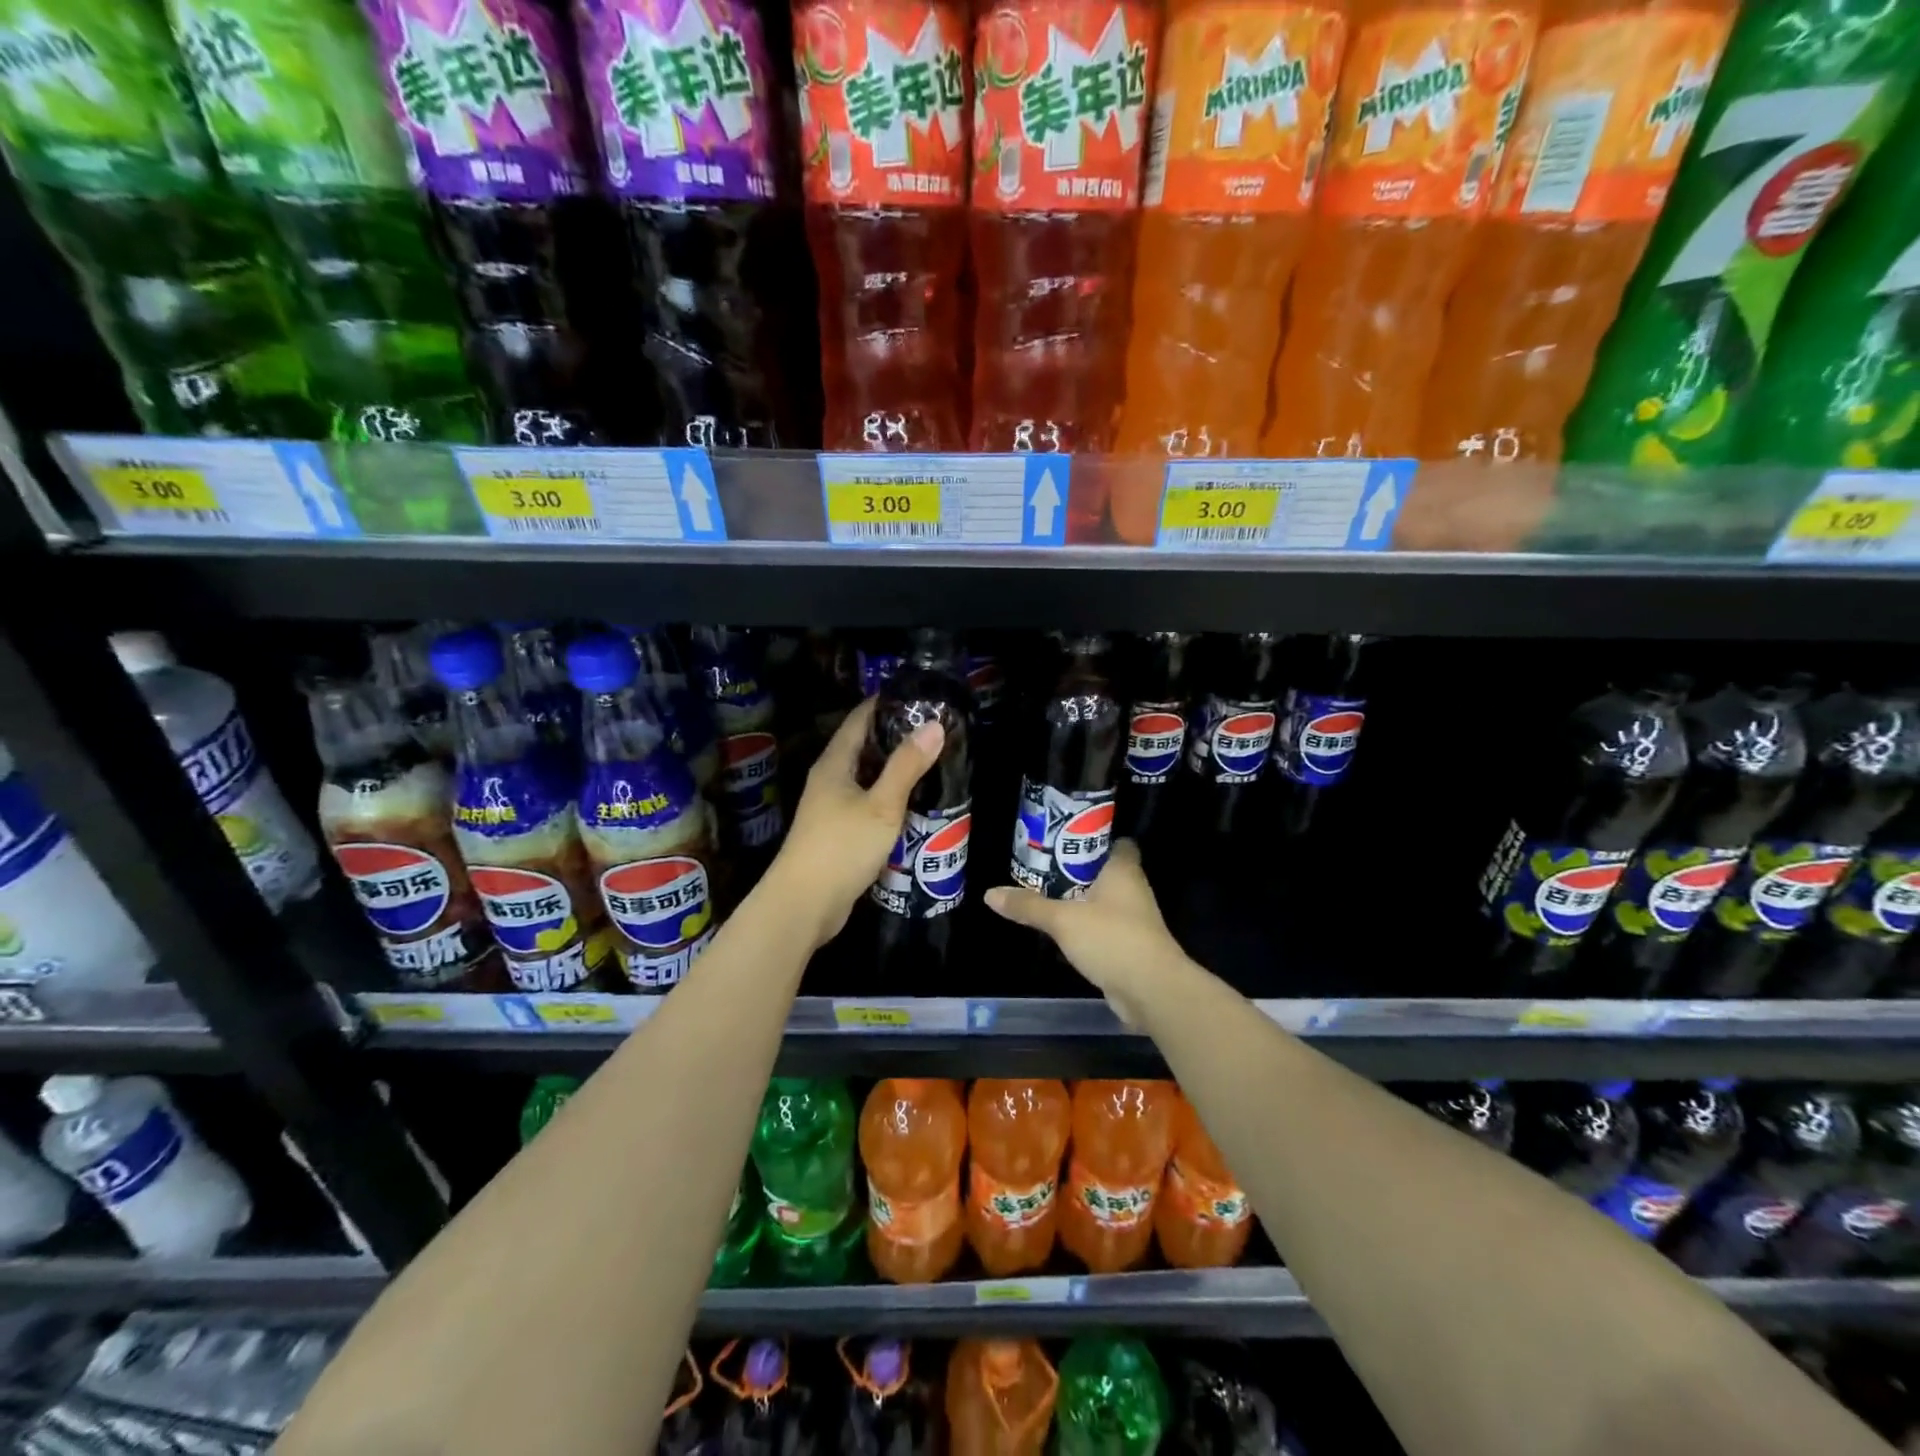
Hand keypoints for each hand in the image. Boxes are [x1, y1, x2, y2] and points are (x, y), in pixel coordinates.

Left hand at [763, 698, 943, 947]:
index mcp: (834, 764)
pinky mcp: (838, 833)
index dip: (886, 704)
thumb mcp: (882, 805)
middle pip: (864, 747)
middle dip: (896, 737)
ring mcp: (831, 808)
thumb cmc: (841, 847)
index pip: (860, 719)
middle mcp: (829, 780)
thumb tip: (934, 724)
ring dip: (895, 770)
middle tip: (936, 731)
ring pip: (867, 778)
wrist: (804, 905)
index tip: (919, 696)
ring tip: (932, 762)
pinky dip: (889, 798)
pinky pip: (868, 804)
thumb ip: (907, 766)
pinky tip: (913, 804)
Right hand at [984, 840, 1189, 1024]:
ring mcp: (1134, 920)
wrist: (1151, 991)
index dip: (1094, 837)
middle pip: (1105, 871)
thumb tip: (989, 893)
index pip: (1116, 842)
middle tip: (1043, 865)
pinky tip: (1062, 930)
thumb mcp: (1063, 920)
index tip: (1065, 836)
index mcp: (1123, 871)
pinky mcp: (1129, 946)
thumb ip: (1029, 905)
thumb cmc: (1112, 939)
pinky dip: (1085, 927)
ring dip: (1080, 899)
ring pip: (1103, 901)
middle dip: (1078, 869)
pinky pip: (1103, 928)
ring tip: (1045, 894)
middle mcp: (1132, 890)